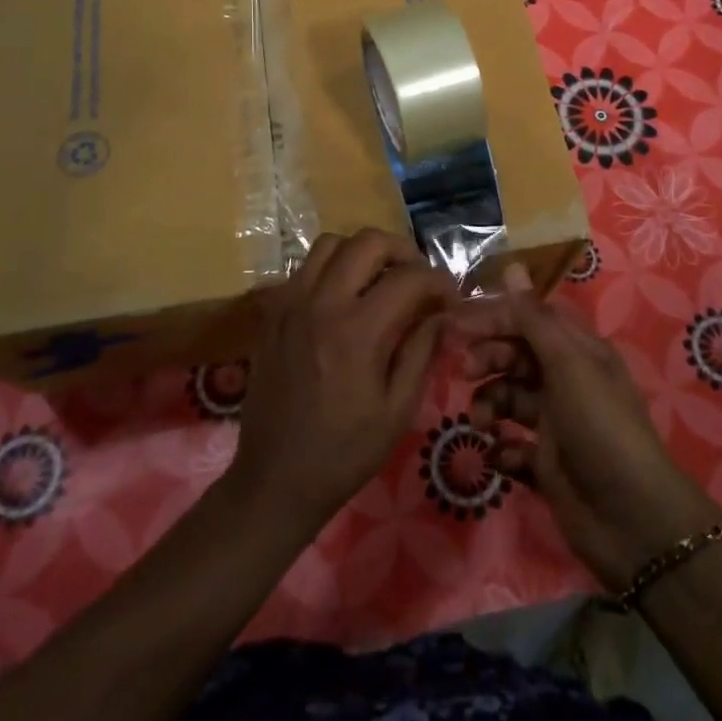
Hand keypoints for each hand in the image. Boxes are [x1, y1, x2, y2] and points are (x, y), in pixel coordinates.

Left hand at [228, 230, 457, 536]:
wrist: (275, 479)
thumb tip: (441, 313)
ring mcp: (290, 303)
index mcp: (357, 330)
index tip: (450, 298)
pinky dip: (330, 268)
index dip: (438, 281)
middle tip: (416, 278)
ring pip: (330, 243)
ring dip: (361, 252)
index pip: (408, 277)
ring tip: (378, 279)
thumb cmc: (344, 451)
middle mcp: (321, 303)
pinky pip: (303, 267)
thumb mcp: (398, 409)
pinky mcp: (271, 312)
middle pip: (367, 241)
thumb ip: (421, 351)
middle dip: (402, 250)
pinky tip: (343, 298)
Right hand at [463, 267, 721, 590]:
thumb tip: (512, 265)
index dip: (495, 317)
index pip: (529, 318)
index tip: (456, 325)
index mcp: (578, 351)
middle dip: (488, 359)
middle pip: (516, 355)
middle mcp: (566, 380)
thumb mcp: (567, 365)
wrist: (632, 521)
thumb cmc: (600, 427)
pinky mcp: (546, 463)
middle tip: (465, 371)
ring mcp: (555, 423)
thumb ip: (533, 318)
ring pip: (508, 398)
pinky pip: (511, 444)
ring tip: (482, 424)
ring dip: (489, 405)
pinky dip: (502, 448)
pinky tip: (504, 457)